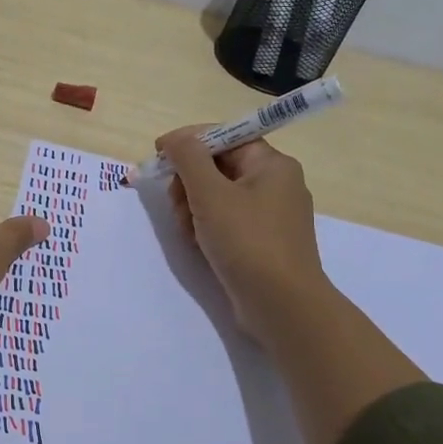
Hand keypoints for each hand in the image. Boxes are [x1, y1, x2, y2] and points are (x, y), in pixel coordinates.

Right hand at [158, 126, 332, 349]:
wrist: (283, 307)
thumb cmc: (247, 241)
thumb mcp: (210, 193)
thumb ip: (188, 158)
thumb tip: (174, 139)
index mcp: (272, 164)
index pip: (225, 137)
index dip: (189, 142)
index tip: (159, 155)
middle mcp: (276, 184)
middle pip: (219, 166)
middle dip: (189, 180)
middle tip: (174, 200)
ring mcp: (271, 215)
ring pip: (219, 195)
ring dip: (193, 205)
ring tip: (186, 228)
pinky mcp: (263, 242)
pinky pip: (228, 220)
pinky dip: (207, 225)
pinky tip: (196, 242)